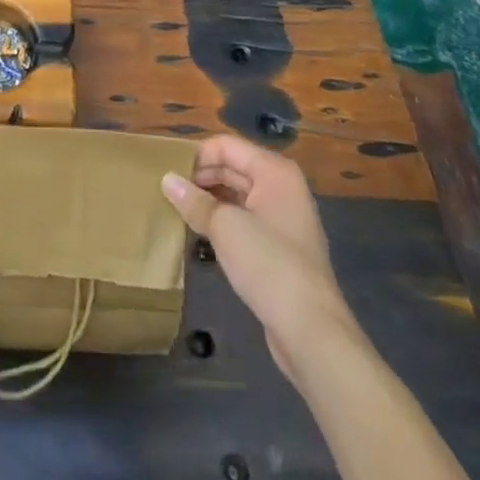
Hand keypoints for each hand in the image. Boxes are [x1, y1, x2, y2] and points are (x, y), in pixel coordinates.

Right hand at [162, 134, 348, 380]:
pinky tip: (200, 234)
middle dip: (201, 178)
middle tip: (168, 192)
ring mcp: (283, 220)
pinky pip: (245, 222)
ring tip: (178, 210)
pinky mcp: (280, 249)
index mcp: (275, 172)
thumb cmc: (268, 264)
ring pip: (237, 197)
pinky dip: (222, 222)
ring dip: (209, 201)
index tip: (168, 172)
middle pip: (233, 168)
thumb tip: (167, 180)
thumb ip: (195, 200)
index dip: (197, 156)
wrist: (312, 332)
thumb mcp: (225, 227)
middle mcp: (282, 188)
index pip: (227, 146)